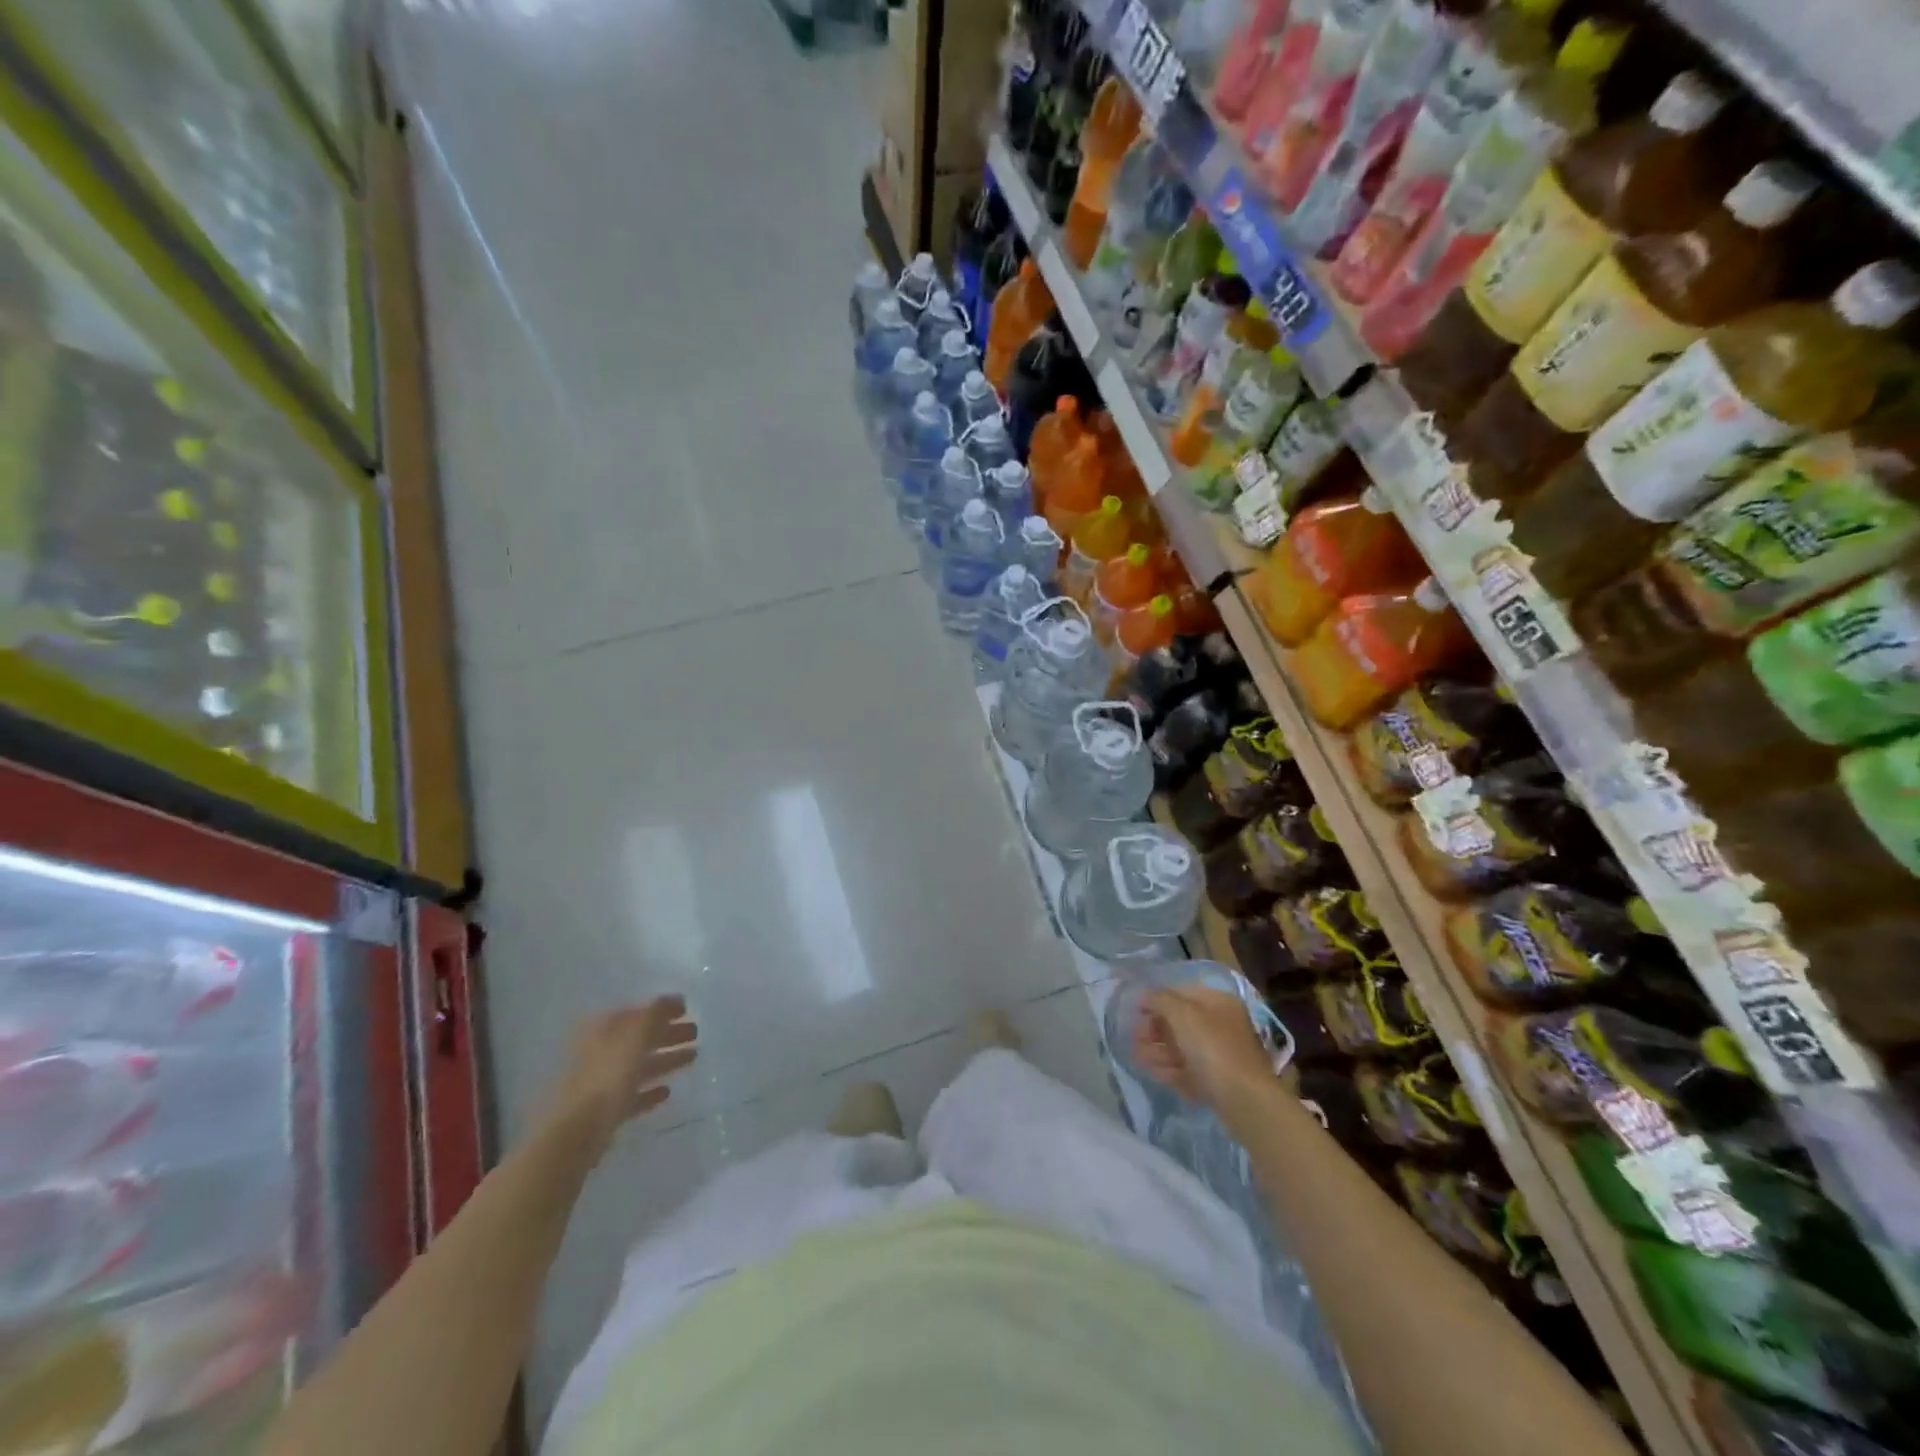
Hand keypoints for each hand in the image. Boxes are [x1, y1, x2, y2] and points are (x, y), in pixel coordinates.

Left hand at [545, 998, 697, 1152]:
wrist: (577, 1133)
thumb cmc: (608, 1076)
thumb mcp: (636, 1035)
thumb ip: (656, 1013)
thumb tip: (674, 998)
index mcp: (603, 1030)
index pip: (637, 1012)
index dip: (662, 1009)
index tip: (687, 1009)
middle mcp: (600, 1051)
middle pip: (639, 1038)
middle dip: (668, 1033)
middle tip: (695, 1033)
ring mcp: (601, 1082)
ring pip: (639, 1065)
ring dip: (665, 1059)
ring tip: (693, 1057)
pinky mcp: (605, 1111)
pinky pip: (633, 1094)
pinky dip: (650, 1090)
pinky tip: (667, 1091)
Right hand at [1134, 985, 1276, 1113]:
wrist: (1245, 1100)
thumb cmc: (1213, 1048)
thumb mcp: (1183, 1015)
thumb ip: (1160, 1000)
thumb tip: (1144, 996)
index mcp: (1219, 1002)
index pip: (1182, 993)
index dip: (1157, 999)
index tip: (1136, 1012)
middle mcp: (1222, 1025)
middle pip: (1181, 1022)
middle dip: (1155, 1029)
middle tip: (1135, 1038)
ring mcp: (1221, 1055)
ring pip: (1183, 1048)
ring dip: (1158, 1051)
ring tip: (1138, 1057)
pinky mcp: (1218, 1081)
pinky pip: (1189, 1070)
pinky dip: (1171, 1069)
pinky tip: (1154, 1073)